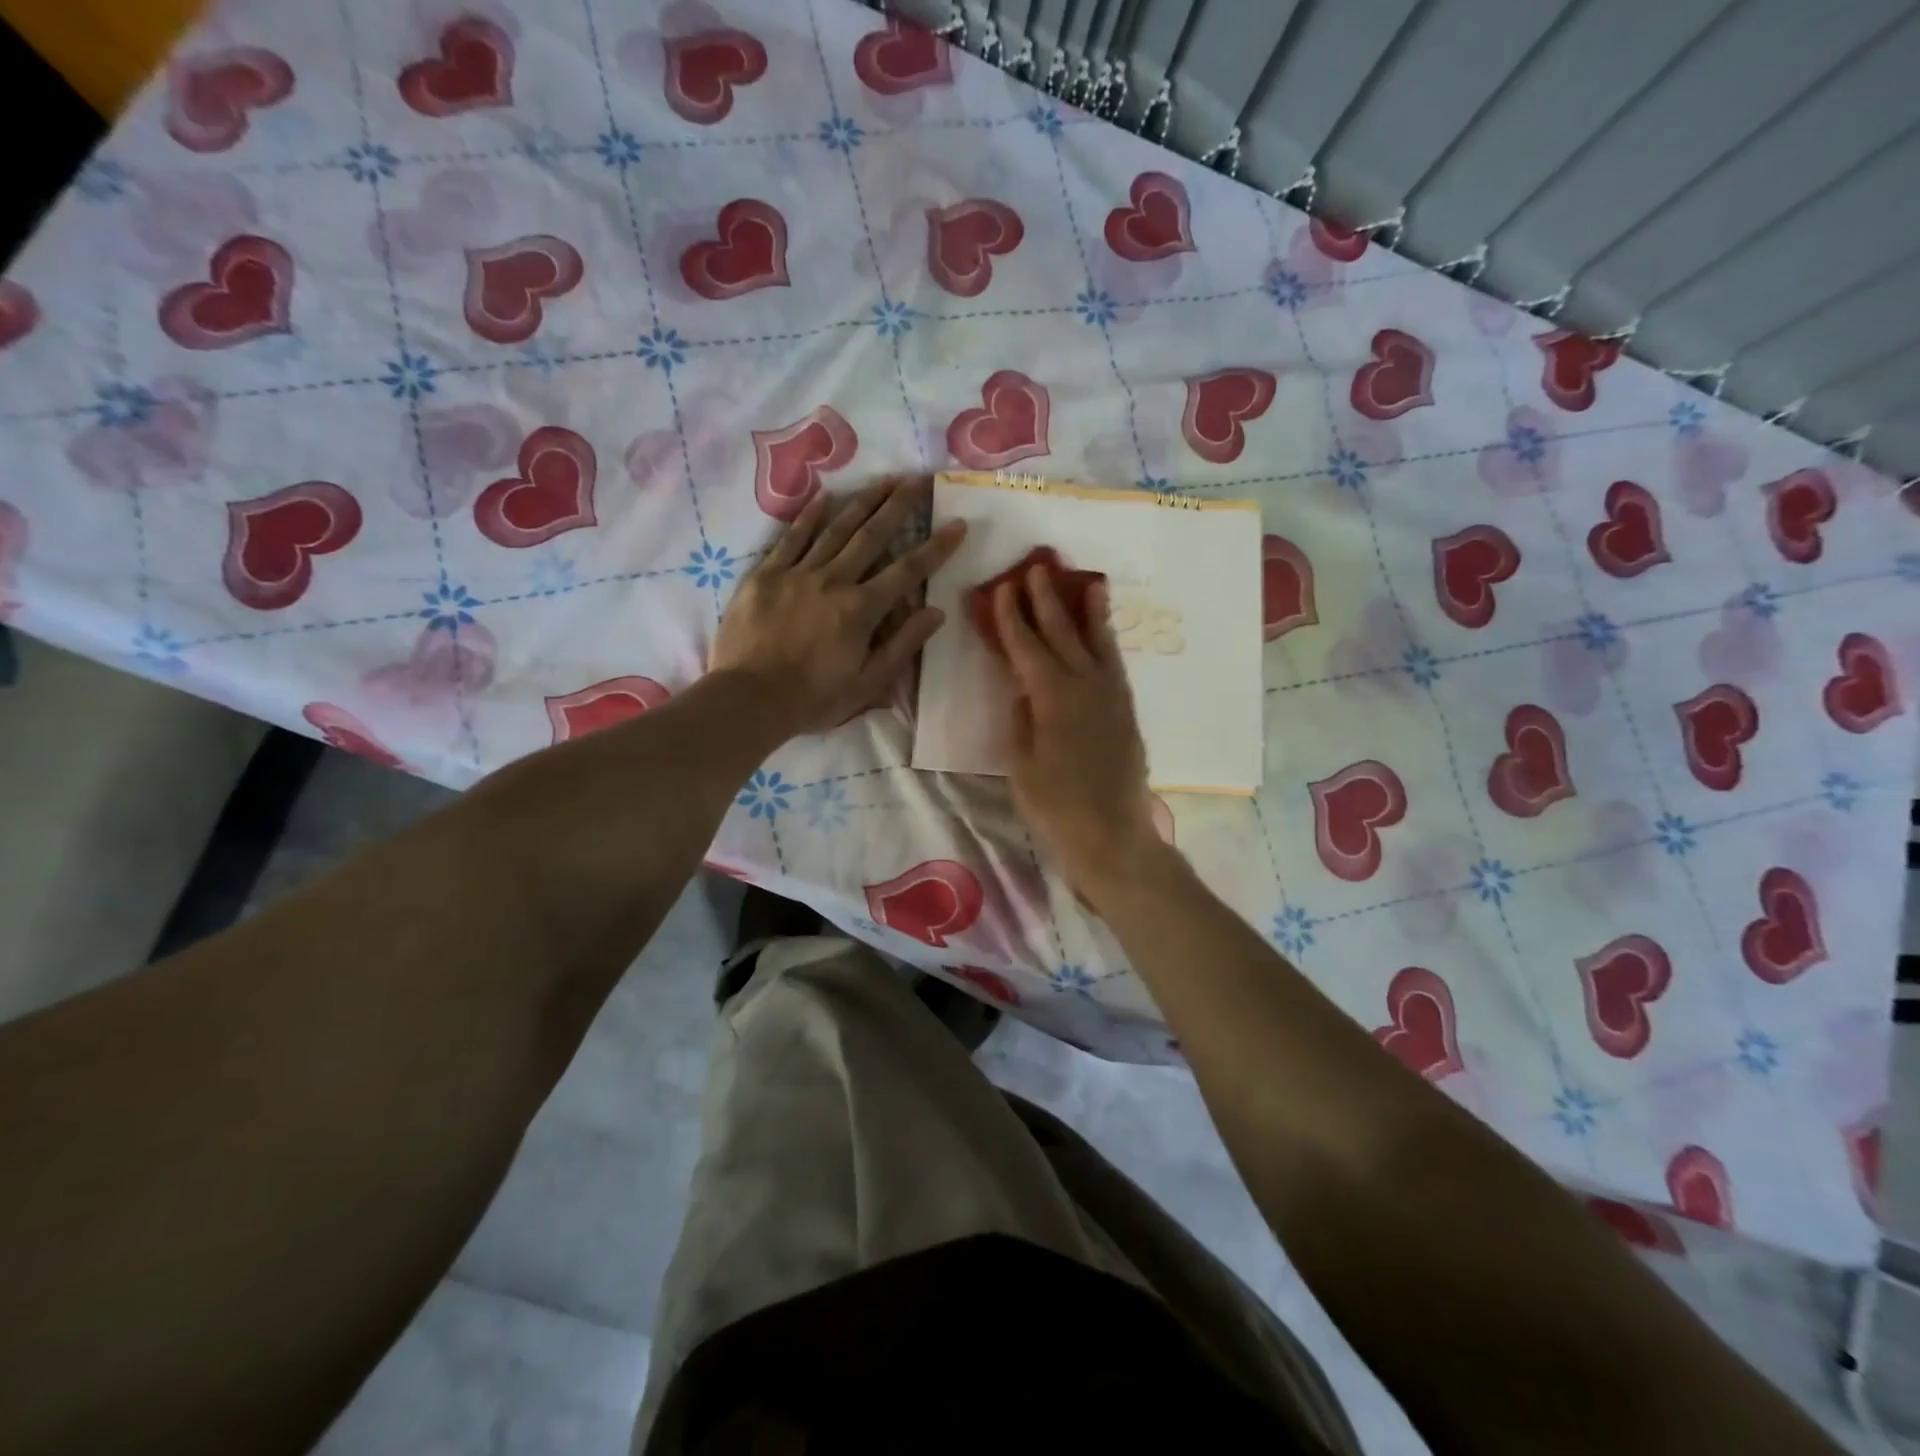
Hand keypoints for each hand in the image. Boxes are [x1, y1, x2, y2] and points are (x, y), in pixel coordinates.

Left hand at [711, 475, 964, 738]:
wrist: (748, 698)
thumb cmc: (813, 698)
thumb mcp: (868, 683)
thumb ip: (902, 645)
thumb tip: (936, 611)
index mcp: (861, 609)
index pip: (908, 570)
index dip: (936, 547)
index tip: (957, 524)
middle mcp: (833, 580)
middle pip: (872, 535)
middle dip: (899, 505)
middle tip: (919, 478)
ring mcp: (797, 573)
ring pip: (836, 528)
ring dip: (862, 501)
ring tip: (884, 478)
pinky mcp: (766, 575)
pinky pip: (791, 538)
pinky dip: (809, 516)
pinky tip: (824, 496)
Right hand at [994, 565, 1166, 905]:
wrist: (1112, 837)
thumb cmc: (1055, 806)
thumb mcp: (1020, 764)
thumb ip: (1020, 719)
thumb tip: (1022, 688)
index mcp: (1052, 696)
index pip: (1026, 646)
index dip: (1011, 617)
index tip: (1001, 589)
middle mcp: (1085, 685)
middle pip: (1062, 633)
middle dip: (1047, 600)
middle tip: (1038, 568)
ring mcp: (1111, 696)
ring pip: (1098, 643)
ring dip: (1089, 612)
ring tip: (1088, 583)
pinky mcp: (1126, 712)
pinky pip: (1114, 664)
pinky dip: (1107, 643)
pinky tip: (1103, 635)